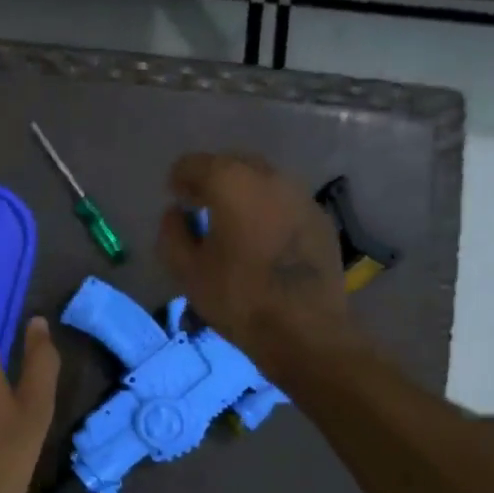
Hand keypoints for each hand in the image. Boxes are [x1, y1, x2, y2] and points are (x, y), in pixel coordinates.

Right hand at [155, 152, 347, 360]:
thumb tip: (175, 214)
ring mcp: (301, 195)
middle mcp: (269, 177)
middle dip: (212, 180)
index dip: (179, 180)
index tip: (176, 200)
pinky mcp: (321, 219)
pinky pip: (285, 202)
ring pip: (263, 181)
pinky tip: (263, 240)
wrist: (304, 329)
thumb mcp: (187, 271)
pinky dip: (268, 211)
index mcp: (231, 182)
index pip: (194, 164)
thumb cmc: (238, 297)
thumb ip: (172, 234)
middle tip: (201, 208)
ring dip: (243, 193)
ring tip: (232, 224)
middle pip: (232, 164)